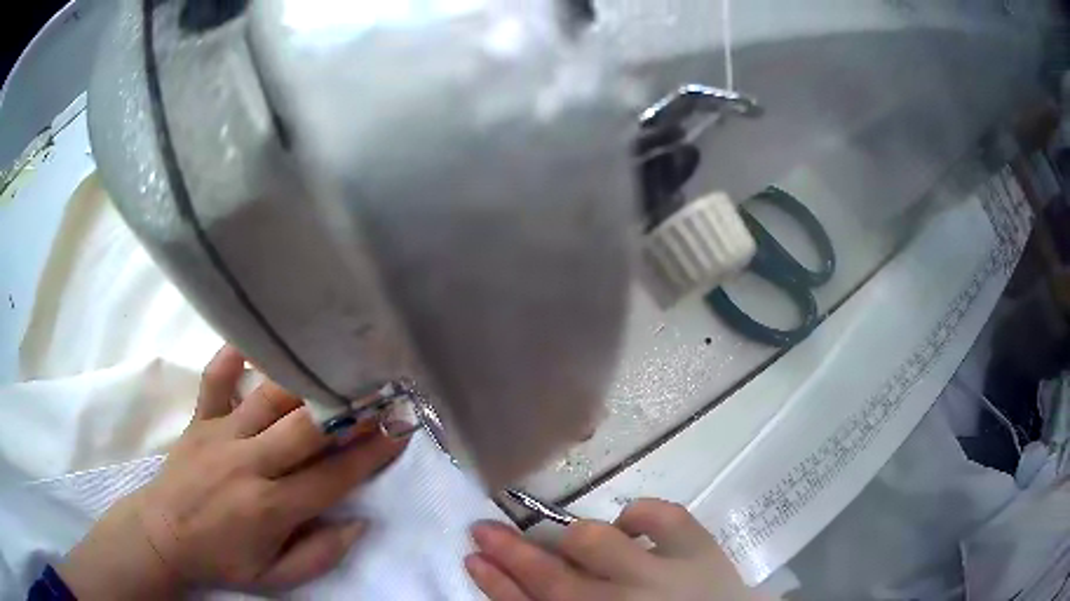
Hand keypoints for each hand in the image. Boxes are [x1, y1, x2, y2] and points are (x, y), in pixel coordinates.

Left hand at [58, 346, 407, 598]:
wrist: (163, 535)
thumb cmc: (222, 559)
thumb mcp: (276, 579)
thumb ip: (320, 555)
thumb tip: (357, 523)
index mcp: (271, 508)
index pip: (332, 476)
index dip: (370, 454)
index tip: (397, 432)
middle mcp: (249, 464)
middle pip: (306, 428)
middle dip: (348, 409)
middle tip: (377, 390)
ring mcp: (221, 435)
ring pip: (268, 398)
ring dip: (304, 381)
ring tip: (332, 364)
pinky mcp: (200, 420)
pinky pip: (215, 380)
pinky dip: (233, 358)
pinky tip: (253, 342)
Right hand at [465, 499, 769, 600]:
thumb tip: (522, 590)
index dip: (496, 584)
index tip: (472, 559)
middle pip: (550, 577)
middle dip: (510, 553)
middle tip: (484, 531)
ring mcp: (663, 575)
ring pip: (595, 543)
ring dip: (573, 539)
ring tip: (570, 543)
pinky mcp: (701, 550)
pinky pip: (662, 517)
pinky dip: (641, 515)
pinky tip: (633, 528)